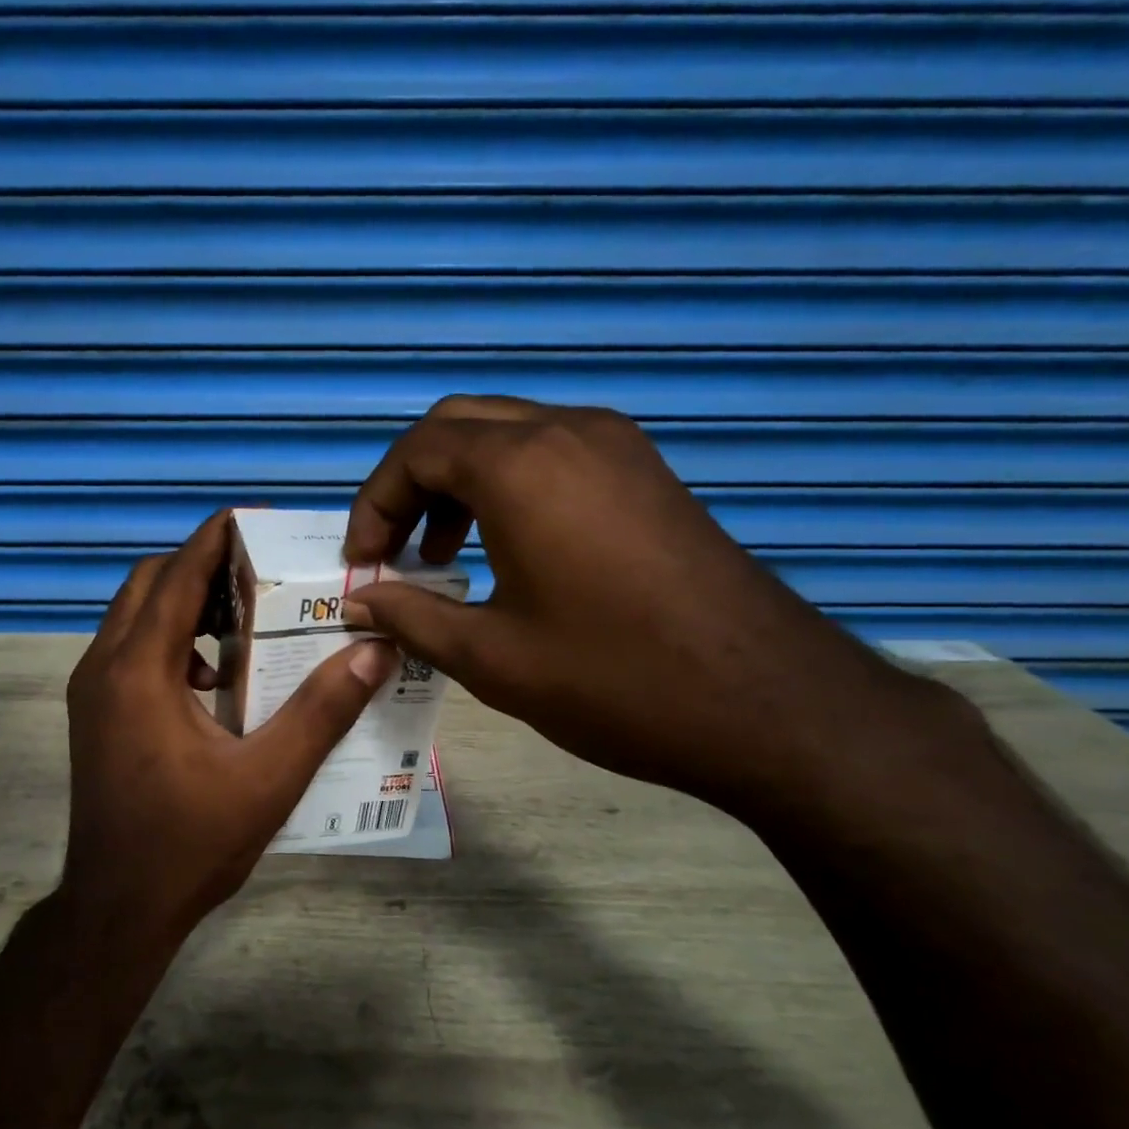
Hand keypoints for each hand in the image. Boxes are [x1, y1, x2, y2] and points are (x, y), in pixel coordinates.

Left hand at [61, 511, 399, 953]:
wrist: (117, 910)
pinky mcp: (94, 715)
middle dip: (200, 567)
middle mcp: (104, 667)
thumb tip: (375, 650)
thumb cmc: (191, 843)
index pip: (177, 576)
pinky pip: (130, 649)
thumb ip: (323, 710)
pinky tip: (213, 678)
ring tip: (243, 618)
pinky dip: (169, 639)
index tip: (254, 520)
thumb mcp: (269, 779)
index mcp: (139, 671)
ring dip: (183, 603)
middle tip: (260, 574)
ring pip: (134, 615)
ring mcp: (91, 692)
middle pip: (149, 584)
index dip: (214, 540)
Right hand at [341, 396, 942, 819]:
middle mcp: (568, 432)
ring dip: (460, 482)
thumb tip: (359, 601)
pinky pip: (554, 453)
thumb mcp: (492, 657)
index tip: (363, 563)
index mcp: (521, 466)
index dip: (374, 503)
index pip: (417, 451)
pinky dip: (510, 485)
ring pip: (509, 433)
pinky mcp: (647, 472)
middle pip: (458, 426)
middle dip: (410, 483)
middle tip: (395, 550)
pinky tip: (510, 549)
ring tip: (445, 555)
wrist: (769, 702)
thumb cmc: (614, 680)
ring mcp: (617, 446)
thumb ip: (412, 617)